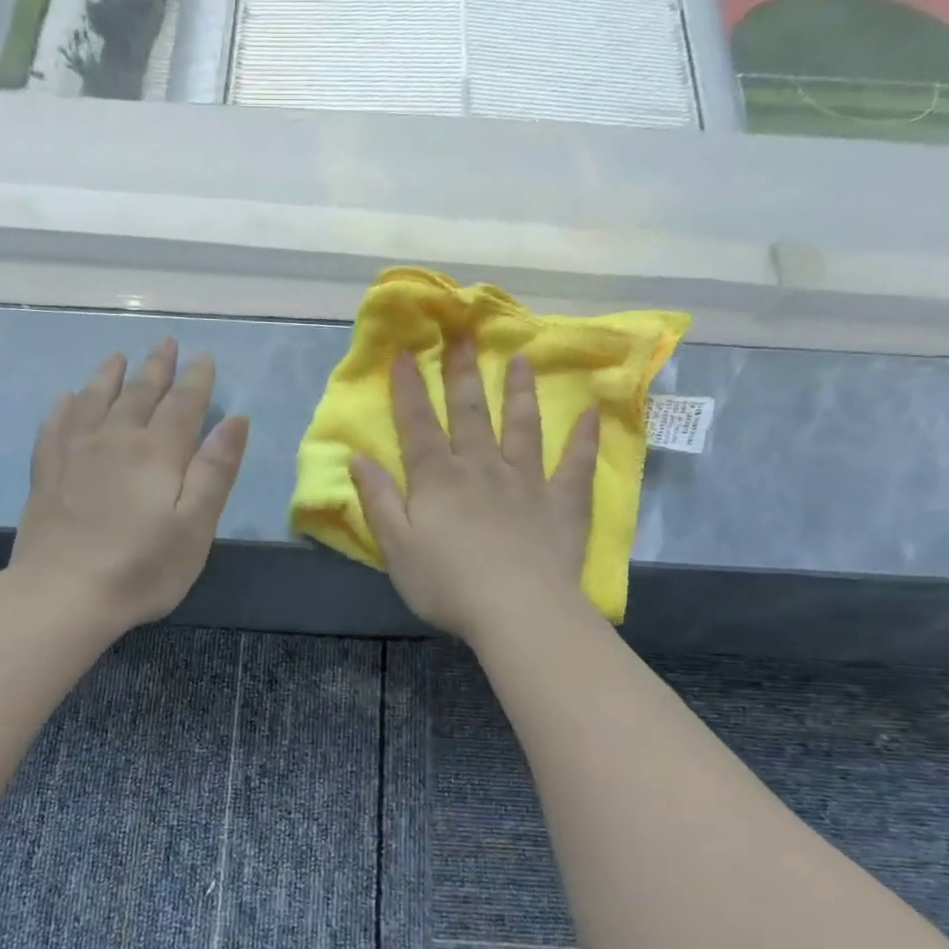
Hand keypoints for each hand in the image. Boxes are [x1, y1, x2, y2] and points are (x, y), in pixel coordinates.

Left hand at [10, 339, 249, 632]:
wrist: (64, 593)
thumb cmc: (143, 566)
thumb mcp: (196, 525)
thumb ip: (215, 470)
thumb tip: (235, 420)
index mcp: (158, 451)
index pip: (183, 404)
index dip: (196, 380)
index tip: (204, 357)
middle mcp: (115, 438)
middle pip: (139, 392)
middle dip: (157, 367)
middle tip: (166, 343)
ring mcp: (75, 452)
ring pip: (94, 399)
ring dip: (109, 375)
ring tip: (118, 357)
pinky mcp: (47, 471)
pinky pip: (56, 425)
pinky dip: (65, 406)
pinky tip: (67, 399)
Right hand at [351, 343, 598, 641]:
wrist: (516, 610)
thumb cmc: (447, 584)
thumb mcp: (396, 547)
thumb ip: (379, 500)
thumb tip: (358, 458)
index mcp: (438, 479)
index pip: (417, 425)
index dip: (408, 388)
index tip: (406, 351)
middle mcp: (481, 467)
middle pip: (469, 413)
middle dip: (462, 374)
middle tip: (463, 338)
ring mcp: (526, 481)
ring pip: (522, 427)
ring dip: (519, 393)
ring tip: (521, 360)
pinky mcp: (562, 502)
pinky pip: (575, 464)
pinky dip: (583, 438)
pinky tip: (589, 413)